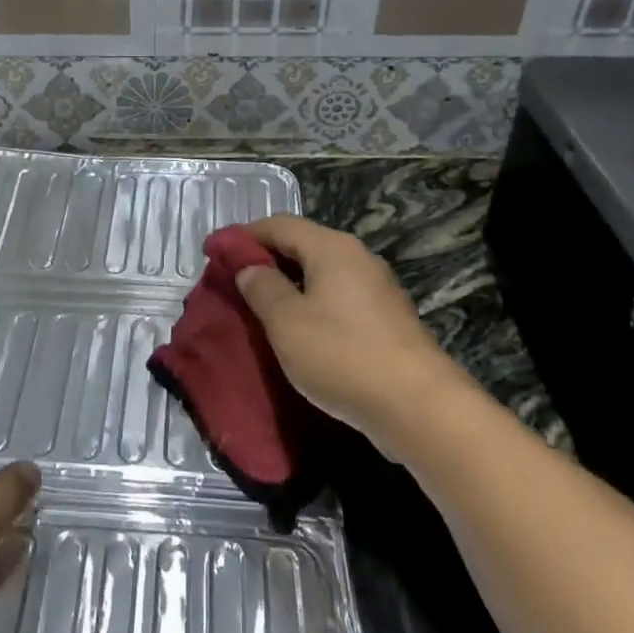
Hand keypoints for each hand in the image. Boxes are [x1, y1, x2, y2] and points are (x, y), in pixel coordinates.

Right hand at [235, 215, 452, 443]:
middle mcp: (357, 257)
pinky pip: (338, 298)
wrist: (420, 408)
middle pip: (302, 244)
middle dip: (265, 258)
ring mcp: (377, 288)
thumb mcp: (287, 322)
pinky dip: (312, 303)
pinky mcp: (388, 319)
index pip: (278, 224)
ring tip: (261, 307)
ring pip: (321, 273)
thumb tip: (249, 267)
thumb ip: (262, 288)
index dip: (243, 235)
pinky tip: (300, 330)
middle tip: (233, 281)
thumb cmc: (343, 355)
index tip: (213, 252)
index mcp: (331, 248)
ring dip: (289, 284)